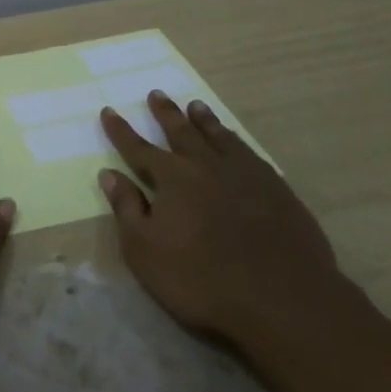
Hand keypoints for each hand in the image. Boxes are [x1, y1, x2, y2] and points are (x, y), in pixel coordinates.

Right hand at [99, 92, 349, 343]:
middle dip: (166, 113)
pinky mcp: (277, 190)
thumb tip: (109, 174)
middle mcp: (206, 166)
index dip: (121, 131)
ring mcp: (245, 175)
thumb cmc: (201, 279)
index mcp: (172, 178)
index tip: (108, 110)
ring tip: (196, 106)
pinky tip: (236, 142)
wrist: (282, 298)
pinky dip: (237, 142)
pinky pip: (249, 154)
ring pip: (219, 137)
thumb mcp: (145, 250)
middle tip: (157, 93)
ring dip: (204, 120)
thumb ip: (127, 209)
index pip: (139, 149)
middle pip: (181, 132)